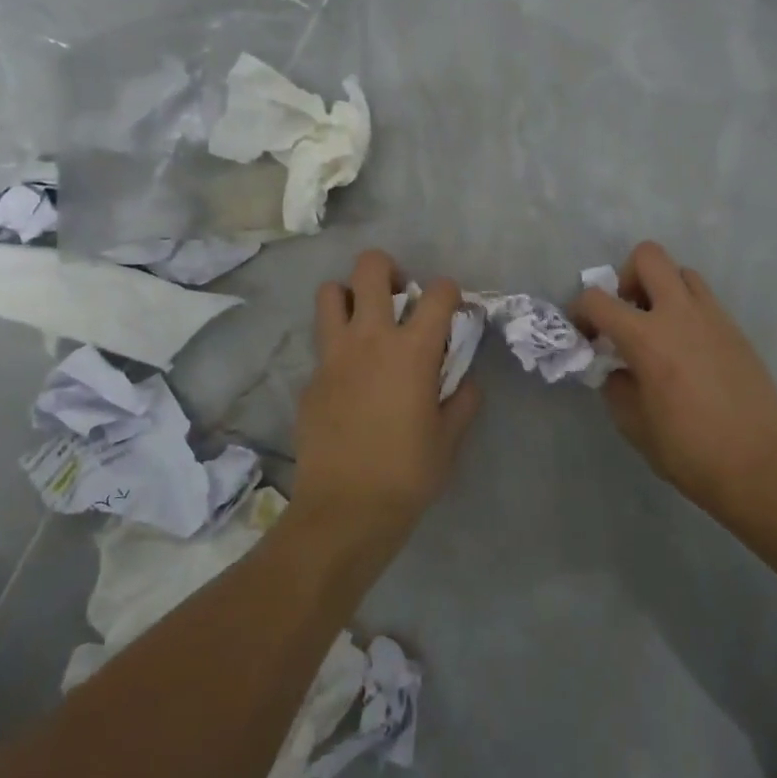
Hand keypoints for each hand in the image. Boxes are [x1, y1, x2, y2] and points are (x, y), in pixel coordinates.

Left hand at [295, 250, 480, 540]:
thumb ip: (463, 399)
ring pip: (329, 293)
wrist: (345, 510)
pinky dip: (338, 344)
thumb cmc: (407, 473)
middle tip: (400, 297)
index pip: (438, 292)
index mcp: (413, 350)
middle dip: (389, 270)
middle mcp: (370, 338)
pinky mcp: (311, 378)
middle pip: (370, 268)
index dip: (451, 292)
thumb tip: (466, 380)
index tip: (454, 312)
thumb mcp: (450, 438)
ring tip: (366, 322)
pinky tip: (350, 376)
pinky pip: (322, 342)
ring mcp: (333, 355)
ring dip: (350, 296)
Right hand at [573, 241, 776, 510]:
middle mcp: (680, 314)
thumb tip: (618, 369)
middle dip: (626, 277)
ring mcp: (714, 318)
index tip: (583, 334)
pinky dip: (687, 311)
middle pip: (648, 256)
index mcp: (647, 338)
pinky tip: (687, 352)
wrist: (761, 467)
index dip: (579, 311)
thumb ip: (617, 387)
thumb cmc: (690, 452)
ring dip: (661, 290)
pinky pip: (705, 301)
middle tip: (626, 314)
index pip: (598, 300)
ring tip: (658, 330)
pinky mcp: (737, 331)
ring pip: (682, 273)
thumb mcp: (634, 425)